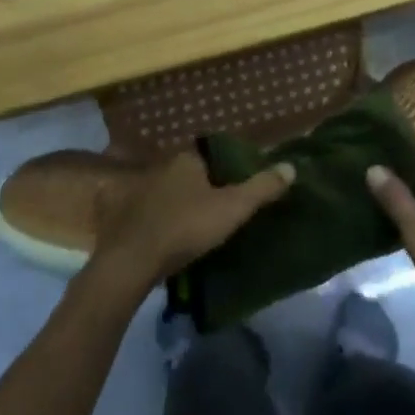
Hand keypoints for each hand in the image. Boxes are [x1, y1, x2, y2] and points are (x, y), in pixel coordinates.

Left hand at [89, 151, 294, 291]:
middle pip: (188, 172)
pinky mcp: (123, 219)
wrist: (131, 261)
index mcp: (186, 160)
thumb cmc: (186, 226)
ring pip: (167, 193)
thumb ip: (261, 188)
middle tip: (220, 204)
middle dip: (202, 185)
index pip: (209, 153)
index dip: (224, 165)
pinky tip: (167, 236)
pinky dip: (158, 221)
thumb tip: (291, 166)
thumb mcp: (232, 208)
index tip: (237, 182)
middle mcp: (161, 169)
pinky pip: (147, 214)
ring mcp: (139, 193)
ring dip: (179, 204)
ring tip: (197, 223)